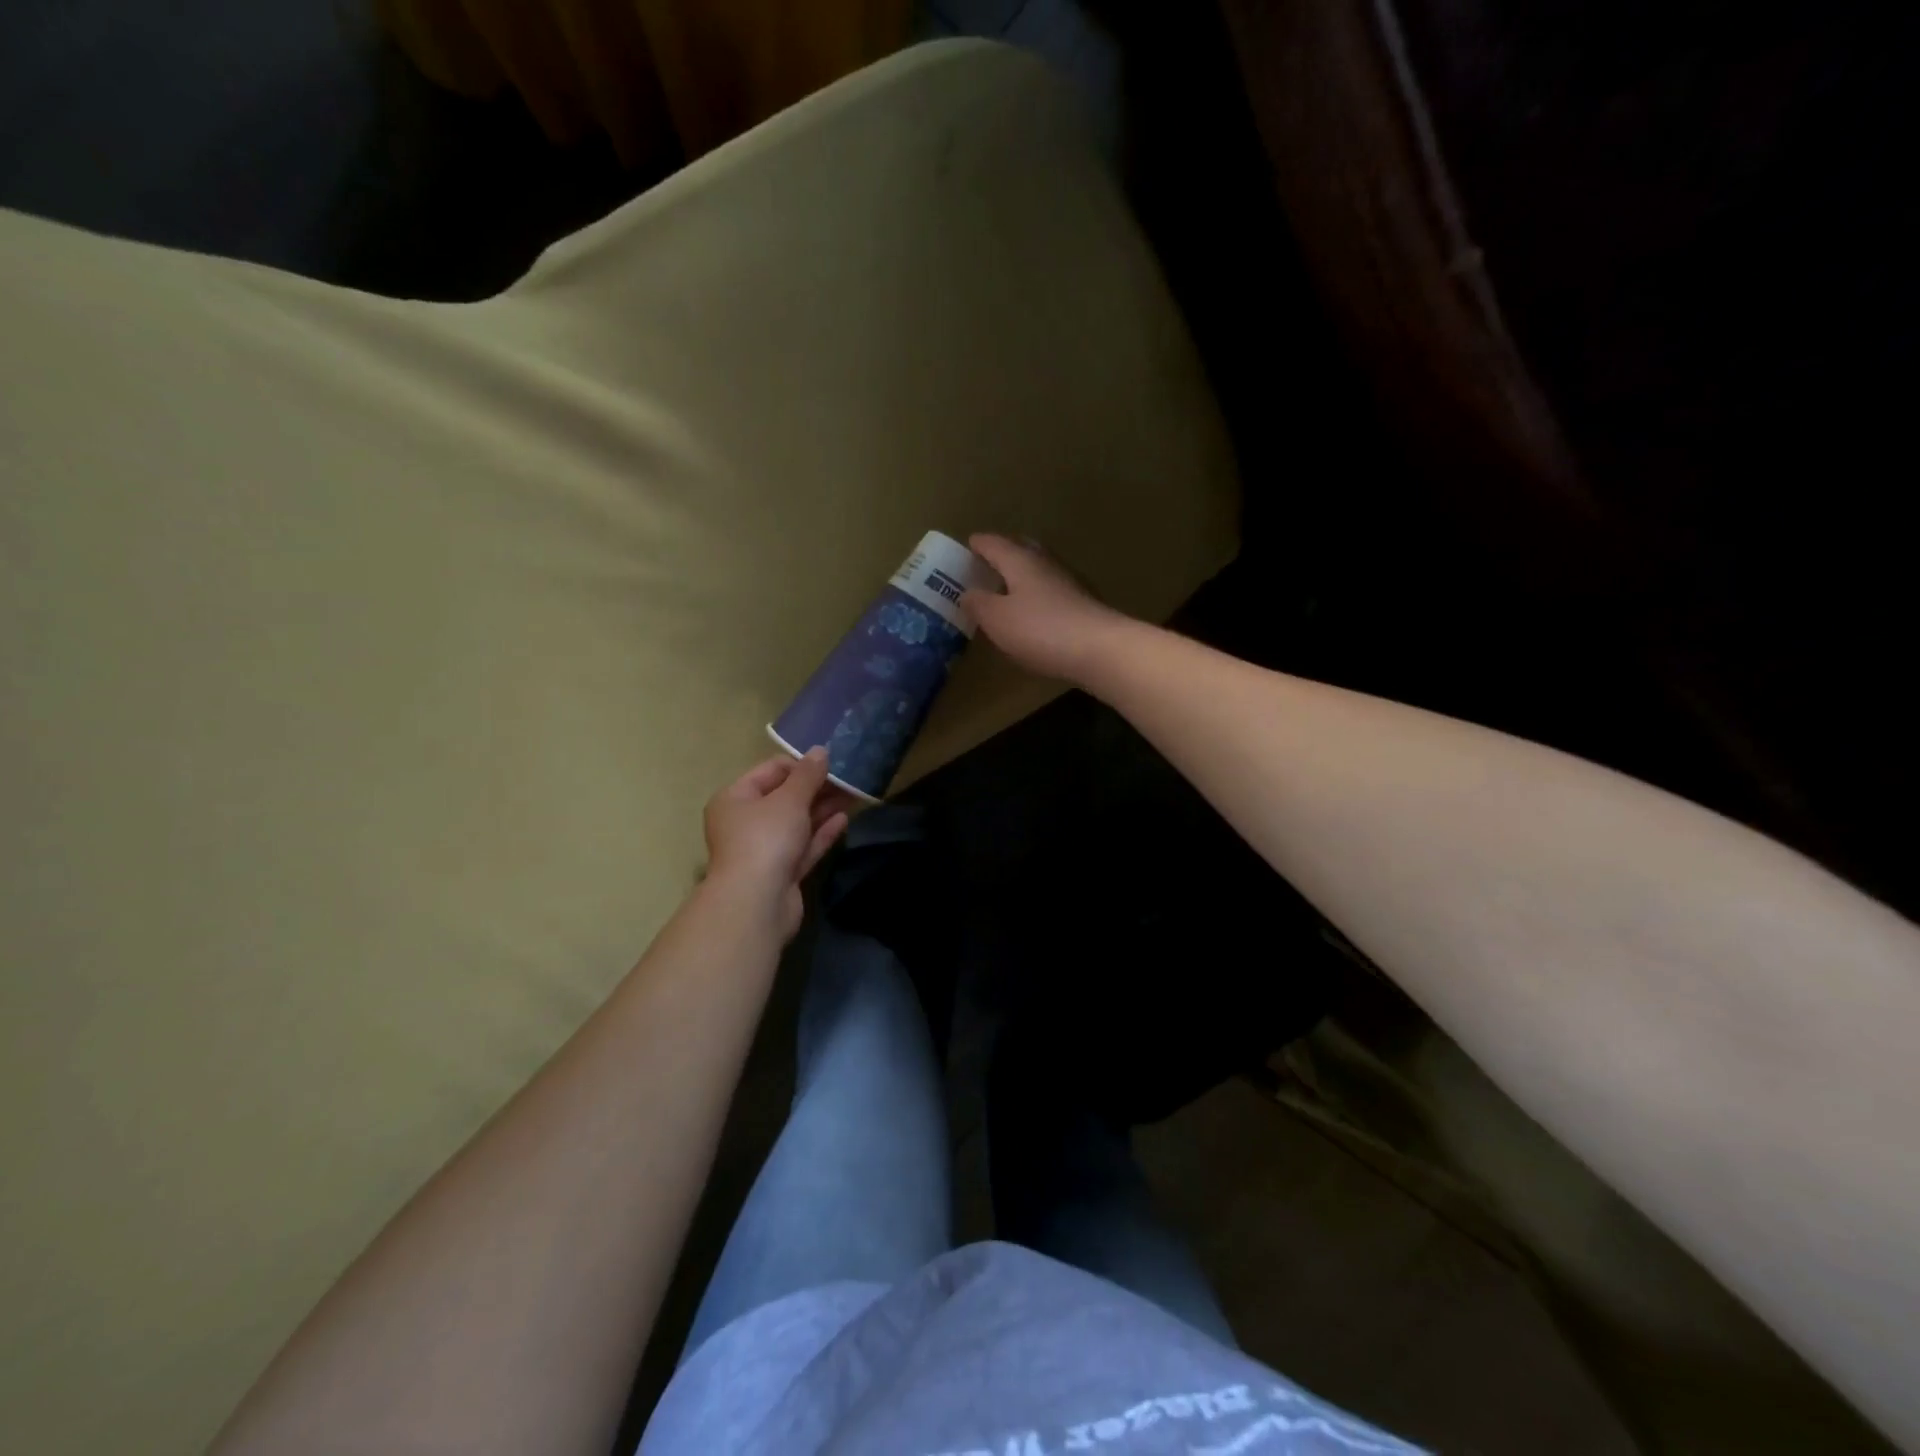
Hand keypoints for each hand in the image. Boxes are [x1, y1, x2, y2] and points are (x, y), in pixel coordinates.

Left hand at [703, 750, 852, 938]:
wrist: (756, 903)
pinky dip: (822, 833)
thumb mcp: (789, 799)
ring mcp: (763, 850)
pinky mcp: (781, 873)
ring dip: (823, 809)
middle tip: (849, 778)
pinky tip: (845, 819)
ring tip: (853, 795)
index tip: (831, 762)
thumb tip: (820, 751)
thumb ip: (808, 775)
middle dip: (816, 788)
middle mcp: (745, 822)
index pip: (770, 771)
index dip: (800, 765)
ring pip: (797, 823)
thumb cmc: (766, 839)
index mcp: (735, 799)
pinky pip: (804, 846)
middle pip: (785, 797)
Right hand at [960, 534, 1133, 684]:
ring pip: (1039, 568)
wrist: (1099, 649)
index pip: (994, 544)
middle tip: (988, 561)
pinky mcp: (1081, 604)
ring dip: (1021, 573)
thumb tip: (968, 592)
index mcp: (1020, 560)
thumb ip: (978, 603)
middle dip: (1004, 552)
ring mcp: (1068, 582)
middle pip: (1021, 549)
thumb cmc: (1040, 629)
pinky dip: (1036, 593)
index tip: (967, 545)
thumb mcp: (997, 619)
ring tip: (1006, 586)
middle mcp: (1045, 563)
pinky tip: (1033, 609)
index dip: (978, 544)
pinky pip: (1051, 589)